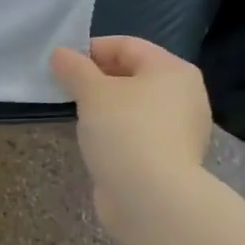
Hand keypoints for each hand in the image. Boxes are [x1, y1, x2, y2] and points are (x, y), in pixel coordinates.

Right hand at [50, 37, 211, 233]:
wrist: (151, 198)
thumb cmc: (125, 131)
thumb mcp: (92, 92)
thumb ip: (74, 68)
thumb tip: (60, 54)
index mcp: (172, 70)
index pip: (127, 45)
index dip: (91, 49)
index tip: (61, 64)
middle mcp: (184, 95)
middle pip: (133, 74)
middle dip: (97, 78)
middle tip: (65, 87)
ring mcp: (180, 129)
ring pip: (134, 105)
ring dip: (105, 106)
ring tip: (76, 114)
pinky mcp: (170, 157)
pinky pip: (138, 131)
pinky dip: (116, 130)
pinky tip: (94, 140)